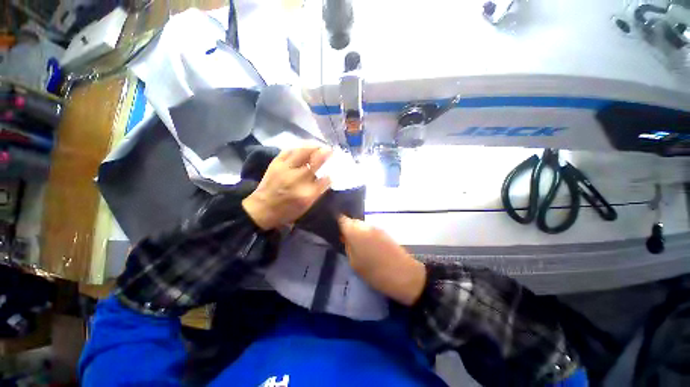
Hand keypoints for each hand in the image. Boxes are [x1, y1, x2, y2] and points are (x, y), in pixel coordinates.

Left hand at [242, 145, 332, 229]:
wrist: (261, 209)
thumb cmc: (286, 211)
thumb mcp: (305, 206)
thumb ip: (318, 191)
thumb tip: (327, 177)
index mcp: (306, 193)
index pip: (324, 179)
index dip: (330, 173)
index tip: (333, 170)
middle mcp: (297, 179)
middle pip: (315, 161)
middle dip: (325, 153)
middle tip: (330, 150)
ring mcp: (285, 169)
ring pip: (302, 152)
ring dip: (313, 147)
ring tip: (318, 146)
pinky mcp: (276, 163)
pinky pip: (289, 150)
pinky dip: (298, 147)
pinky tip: (303, 147)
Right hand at [338, 216, 425, 305]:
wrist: (404, 274)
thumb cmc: (374, 272)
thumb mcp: (354, 263)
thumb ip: (348, 246)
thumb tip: (345, 237)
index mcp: (355, 231)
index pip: (342, 219)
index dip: (337, 222)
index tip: (335, 230)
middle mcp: (366, 225)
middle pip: (352, 221)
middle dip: (348, 229)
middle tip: (345, 241)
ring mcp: (377, 227)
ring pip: (362, 226)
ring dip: (358, 232)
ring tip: (357, 246)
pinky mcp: (385, 232)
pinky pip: (370, 230)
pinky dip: (366, 235)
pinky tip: (368, 247)